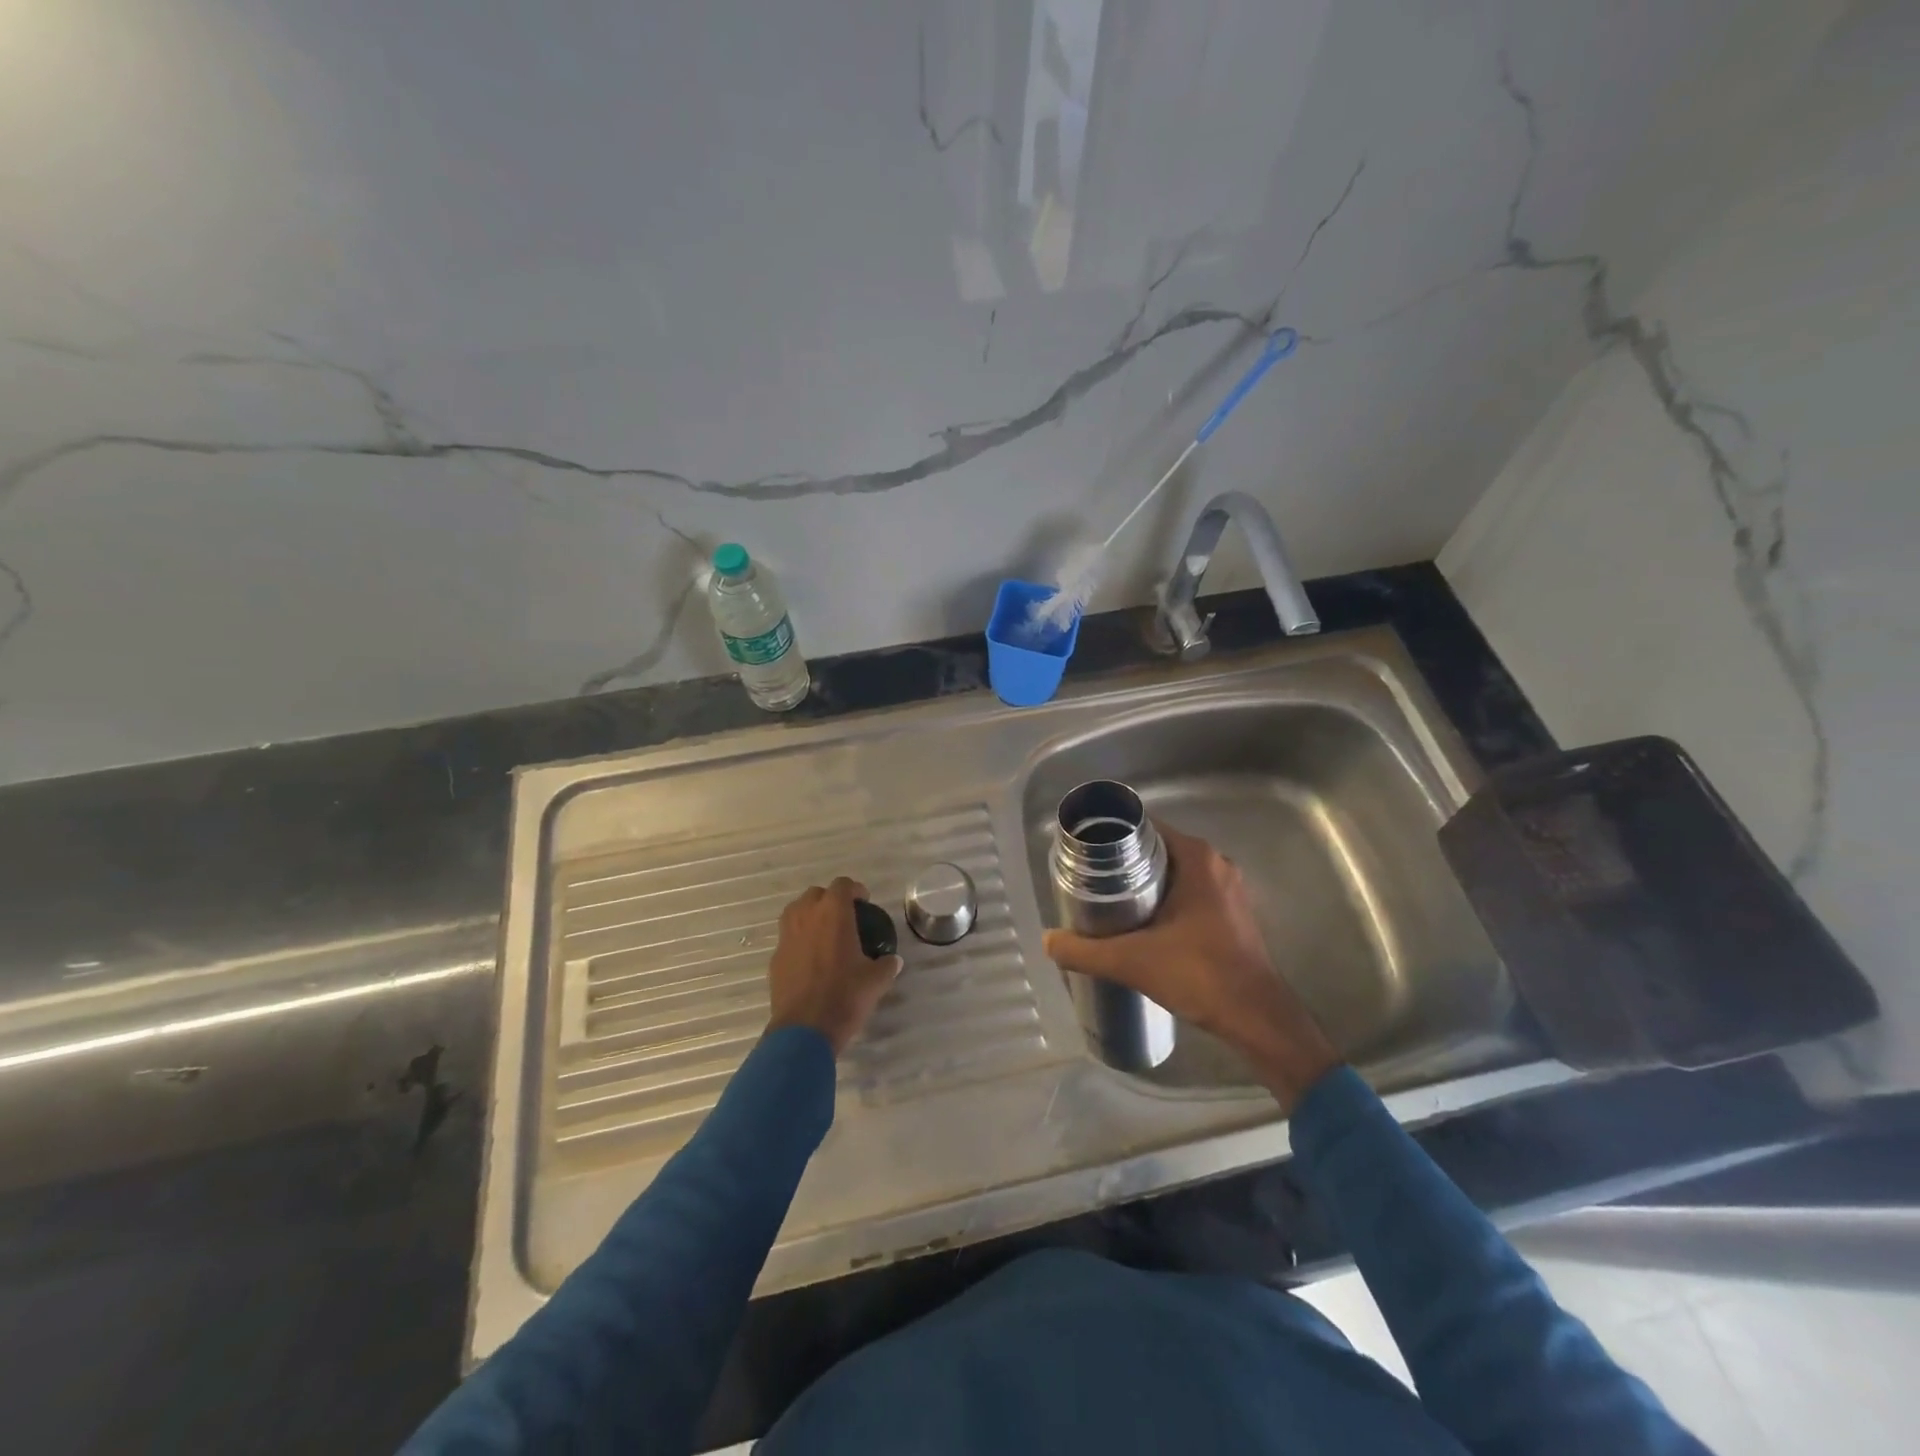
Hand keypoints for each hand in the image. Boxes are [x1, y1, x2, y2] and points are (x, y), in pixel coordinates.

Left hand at [767, 877, 901, 1055]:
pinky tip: (810, 960)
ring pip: (796, 912)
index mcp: (833, 914)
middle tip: (845, 917)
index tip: (864, 903)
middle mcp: (806, 917)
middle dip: (830, 900)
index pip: (842, 885)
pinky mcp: (775, 958)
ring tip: (824, 933)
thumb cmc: (844, 996)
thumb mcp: (876, 981)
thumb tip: (893, 961)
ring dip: (810, 915)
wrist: (804, 1030)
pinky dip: (799, 939)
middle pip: (815, 894)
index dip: (854, 890)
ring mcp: (786, 936)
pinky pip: (788, 937)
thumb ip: (886, 965)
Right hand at [1042, 824, 1340, 1108]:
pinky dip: (1165, 899)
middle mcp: (1216, 864)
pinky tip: (1142, 923)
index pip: (1145, 827)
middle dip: (1123, 862)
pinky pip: (1190, 892)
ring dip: (1144, 883)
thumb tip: (1048, 941)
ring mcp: (1229, 889)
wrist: (1257, 1019)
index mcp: (1197, 858)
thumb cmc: (1200, 975)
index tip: (1085, 853)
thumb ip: (1084, 951)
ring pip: (1174, 872)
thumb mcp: (1131, 961)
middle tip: (1089, 880)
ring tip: (1108, 902)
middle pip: (1158, 849)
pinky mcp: (1233, 913)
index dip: (1112, 835)